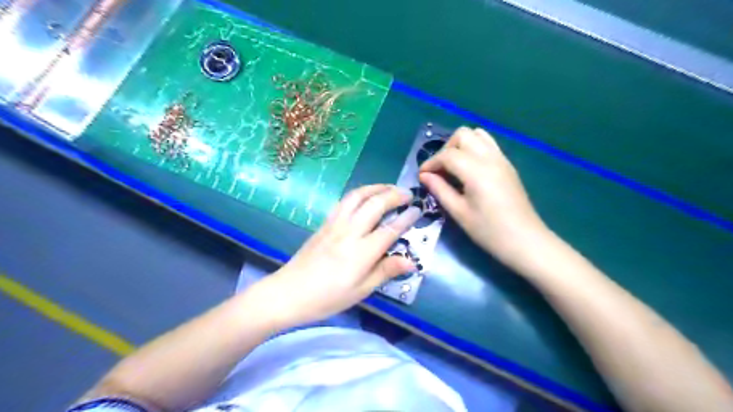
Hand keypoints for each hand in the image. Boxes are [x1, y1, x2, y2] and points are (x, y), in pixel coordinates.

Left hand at [252, 184, 423, 330]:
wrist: (288, 293)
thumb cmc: (327, 298)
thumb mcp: (361, 291)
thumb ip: (386, 272)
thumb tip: (411, 261)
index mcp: (361, 252)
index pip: (390, 229)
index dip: (406, 218)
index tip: (418, 210)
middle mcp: (349, 232)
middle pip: (375, 204)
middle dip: (394, 195)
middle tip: (408, 194)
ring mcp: (335, 224)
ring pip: (357, 196)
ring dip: (376, 188)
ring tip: (389, 187)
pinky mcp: (324, 223)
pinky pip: (344, 201)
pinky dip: (359, 193)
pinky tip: (364, 196)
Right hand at [422, 128, 545, 267]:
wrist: (525, 241)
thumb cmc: (489, 231)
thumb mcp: (459, 213)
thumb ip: (440, 190)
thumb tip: (424, 176)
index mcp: (476, 171)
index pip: (448, 154)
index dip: (431, 163)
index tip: (422, 176)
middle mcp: (490, 158)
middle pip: (463, 135)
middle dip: (446, 149)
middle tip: (439, 170)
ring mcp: (501, 159)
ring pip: (477, 134)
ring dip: (461, 145)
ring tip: (453, 166)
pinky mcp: (507, 165)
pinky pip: (488, 144)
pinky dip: (474, 148)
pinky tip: (469, 169)